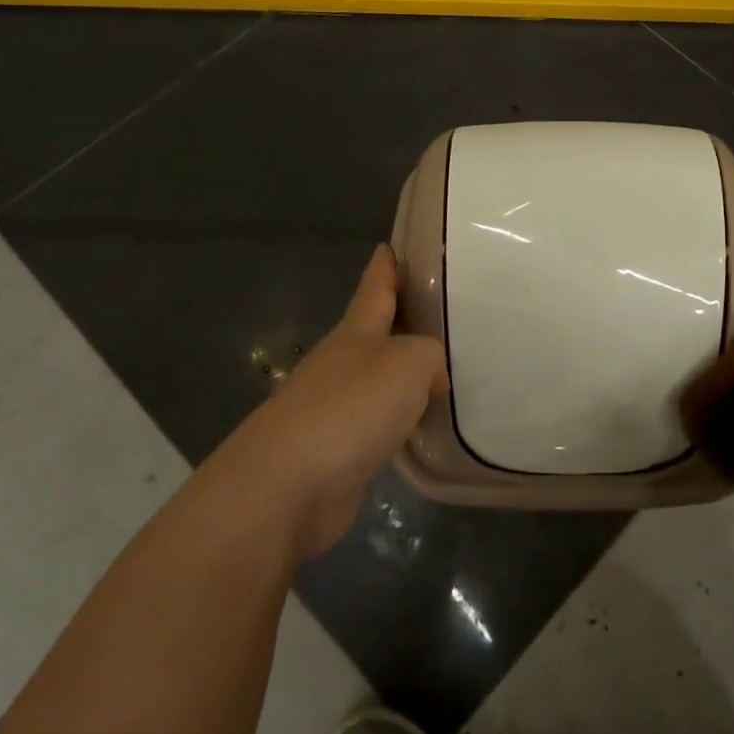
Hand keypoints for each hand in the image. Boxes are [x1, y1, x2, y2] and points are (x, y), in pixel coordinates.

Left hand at [218, 246, 446, 559]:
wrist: (286, 487)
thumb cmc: (350, 408)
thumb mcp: (408, 364)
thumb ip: (429, 357)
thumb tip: (429, 378)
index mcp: (356, 332)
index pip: (374, 287)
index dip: (386, 266)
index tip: (393, 245)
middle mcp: (343, 363)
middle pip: (378, 333)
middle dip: (404, 322)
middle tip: (445, 313)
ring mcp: (335, 408)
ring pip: (380, 381)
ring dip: (406, 376)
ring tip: (446, 372)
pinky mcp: (337, 450)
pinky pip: (379, 424)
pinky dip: (401, 421)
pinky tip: (423, 428)